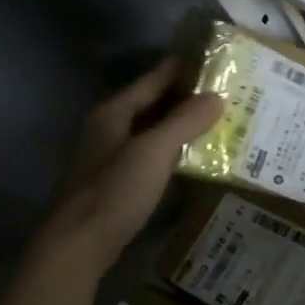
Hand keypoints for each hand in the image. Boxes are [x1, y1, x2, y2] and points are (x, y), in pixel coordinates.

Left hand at [37, 58, 223, 273]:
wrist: (79, 245)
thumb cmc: (115, 191)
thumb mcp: (153, 151)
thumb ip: (184, 122)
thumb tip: (216, 97)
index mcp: (113, 113)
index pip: (152, 80)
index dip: (180, 68)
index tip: (212, 58)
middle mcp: (109, 129)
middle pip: (151, 104)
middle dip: (185, 97)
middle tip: (224, 91)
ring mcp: (111, 157)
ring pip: (151, 131)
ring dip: (180, 125)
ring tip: (218, 120)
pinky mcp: (117, 183)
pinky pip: (150, 155)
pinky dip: (172, 150)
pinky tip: (194, 156)